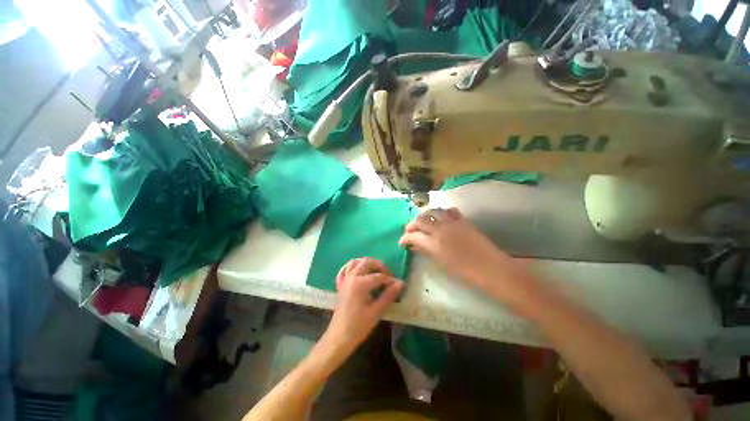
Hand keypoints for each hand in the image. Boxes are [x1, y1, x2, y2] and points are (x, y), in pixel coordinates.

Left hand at [323, 258, 403, 352]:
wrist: (339, 338)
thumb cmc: (359, 326)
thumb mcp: (376, 311)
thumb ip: (389, 295)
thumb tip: (401, 283)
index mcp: (360, 284)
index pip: (379, 276)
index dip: (390, 279)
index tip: (398, 284)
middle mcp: (351, 277)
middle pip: (366, 262)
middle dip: (379, 265)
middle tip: (388, 274)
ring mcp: (344, 280)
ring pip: (355, 262)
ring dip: (366, 263)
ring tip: (376, 270)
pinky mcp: (340, 285)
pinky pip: (344, 269)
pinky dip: (352, 266)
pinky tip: (358, 270)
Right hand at [399, 208, 531, 301]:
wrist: (490, 268)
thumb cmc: (464, 271)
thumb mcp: (440, 262)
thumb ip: (425, 251)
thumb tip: (415, 246)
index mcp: (433, 243)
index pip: (413, 235)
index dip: (405, 238)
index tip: (402, 242)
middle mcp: (440, 229)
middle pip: (420, 220)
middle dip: (412, 225)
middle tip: (410, 231)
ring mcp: (452, 222)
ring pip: (433, 211)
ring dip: (425, 216)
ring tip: (423, 222)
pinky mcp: (462, 220)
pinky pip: (449, 211)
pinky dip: (441, 212)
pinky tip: (441, 218)